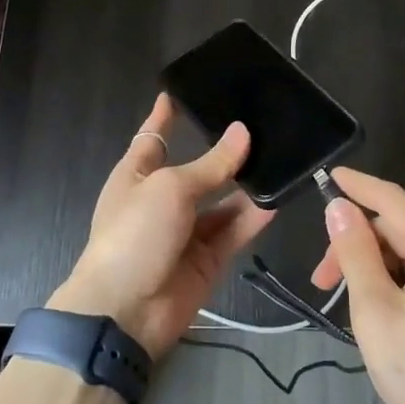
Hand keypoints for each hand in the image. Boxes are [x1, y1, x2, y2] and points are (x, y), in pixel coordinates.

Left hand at [48, 94, 274, 358]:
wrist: (125, 312)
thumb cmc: (134, 234)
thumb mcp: (170, 188)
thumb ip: (211, 164)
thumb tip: (242, 132)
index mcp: (136, 175)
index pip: (153, 137)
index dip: (165, 116)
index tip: (180, 91)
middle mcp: (161, 200)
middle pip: (197, 170)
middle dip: (223, 152)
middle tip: (260, 124)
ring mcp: (185, 231)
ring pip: (221, 201)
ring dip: (245, 185)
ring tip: (279, 157)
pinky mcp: (207, 260)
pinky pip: (234, 231)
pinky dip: (253, 217)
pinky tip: (277, 197)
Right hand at [309, 167, 404, 403]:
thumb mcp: (375, 311)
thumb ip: (356, 254)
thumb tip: (340, 208)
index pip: (393, 200)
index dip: (358, 186)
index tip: (328, 178)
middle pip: (399, 230)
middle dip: (357, 245)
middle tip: (321, 280)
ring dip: (373, 268)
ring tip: (347, 304)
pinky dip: (393, 282)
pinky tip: (376, 311)